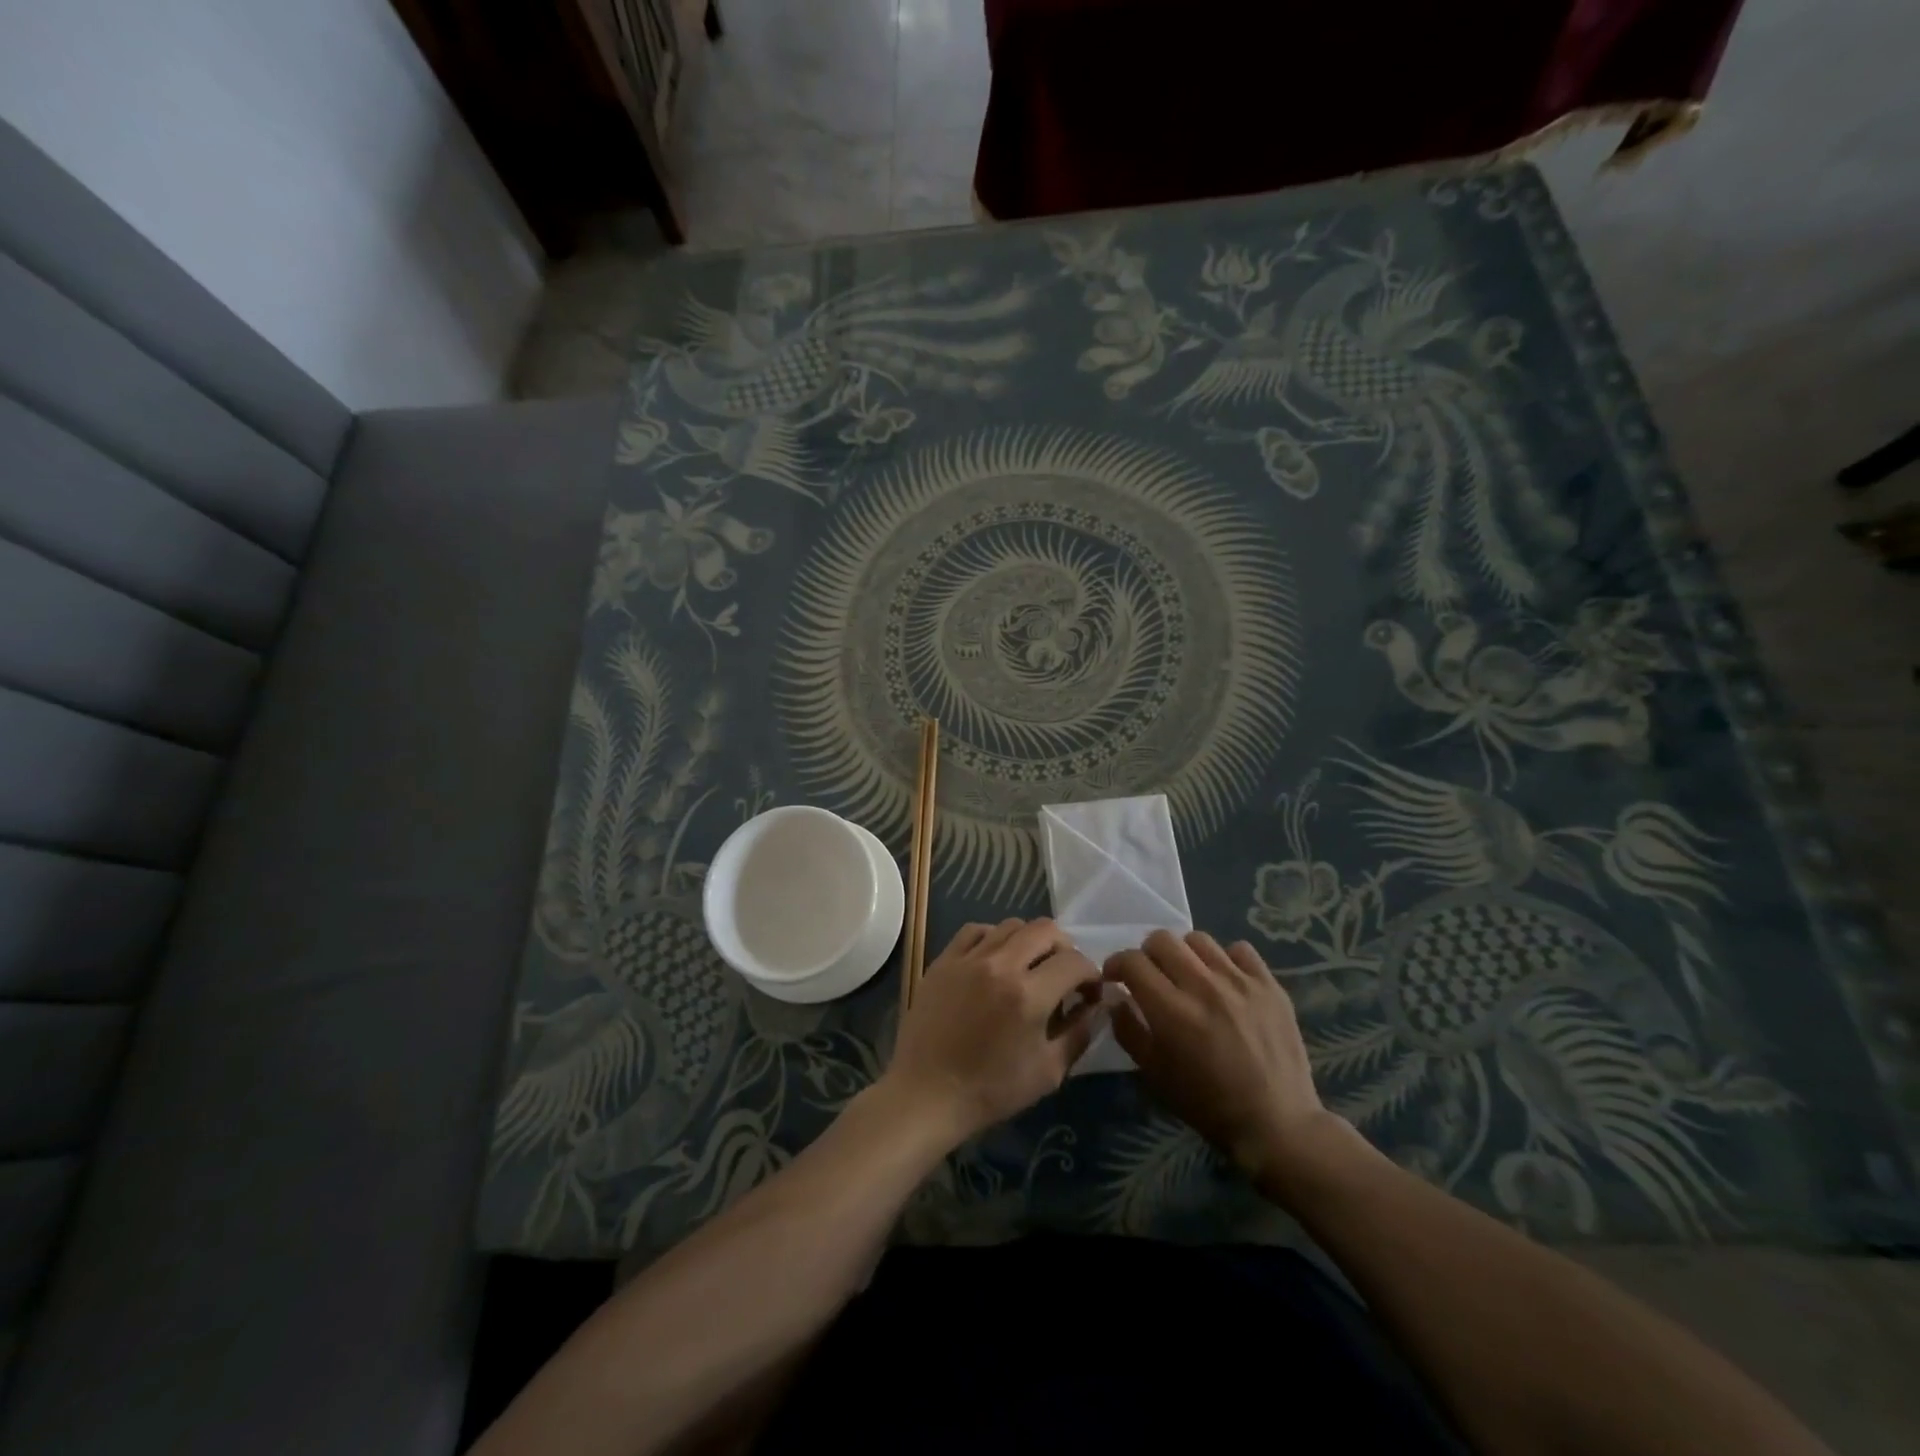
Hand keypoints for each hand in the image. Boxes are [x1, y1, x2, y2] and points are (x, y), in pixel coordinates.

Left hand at [883, 919, 1102, 1144]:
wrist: (926, 1094)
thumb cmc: (991, 1091)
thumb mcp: (1048, 1072)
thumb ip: (1079, 1033)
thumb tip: (1099, 1006)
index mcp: (1029, 995)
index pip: (1075, 962)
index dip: (1091, 975)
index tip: (1088, 994)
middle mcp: (1000, 965)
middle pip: (1046, 930)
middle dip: (1065, 949)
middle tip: (1063, 975)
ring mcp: (968, 958)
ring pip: (1011, 924)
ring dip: (1030, 941)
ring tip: (1029, 967)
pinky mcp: (944, 959)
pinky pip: (976, 930)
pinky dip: (994, 938)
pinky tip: (996, 960)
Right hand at [1104, 930, 1355, 1191]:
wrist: (1277, 1124)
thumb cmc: (1208, 1105)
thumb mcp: (1155, 1074)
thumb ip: (1128, 1030)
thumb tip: (1115, 997)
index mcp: (1171, 1010)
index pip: (1132, 961)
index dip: (1117, 965)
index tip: (1116, 978)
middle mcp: (1203, 986)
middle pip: (1162, 939)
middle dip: (1147, 954)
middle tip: (1151, 976)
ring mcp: (1240, 982)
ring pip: (1199, 939)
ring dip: (1185, 953)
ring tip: (1189, 975)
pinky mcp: (1269, 985)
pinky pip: (1240, 950)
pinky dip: (1226, 959)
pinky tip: (1225, 981)